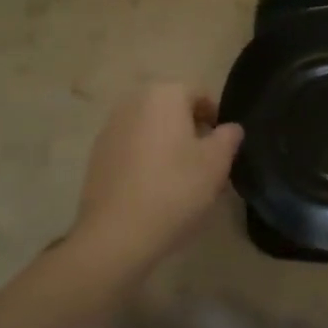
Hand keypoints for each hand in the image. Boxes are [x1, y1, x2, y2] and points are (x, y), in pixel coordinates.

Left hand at [68, 83, 242, 279]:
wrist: (116, 233)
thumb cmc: (174, 189)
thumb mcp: (216, 164)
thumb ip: (228, 138)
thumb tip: (230, 127)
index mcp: (164, 94)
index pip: (200, 94)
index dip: (217, 119)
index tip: (224, 147)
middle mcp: (134, 101)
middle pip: (173, 109)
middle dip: (191, 130)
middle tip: (206, 164)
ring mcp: (111, 126)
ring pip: (151, 128)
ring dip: (168, 144)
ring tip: (181, 179)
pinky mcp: (97, 153)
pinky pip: (131, 147)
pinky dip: (146, 158)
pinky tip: (153, 188)